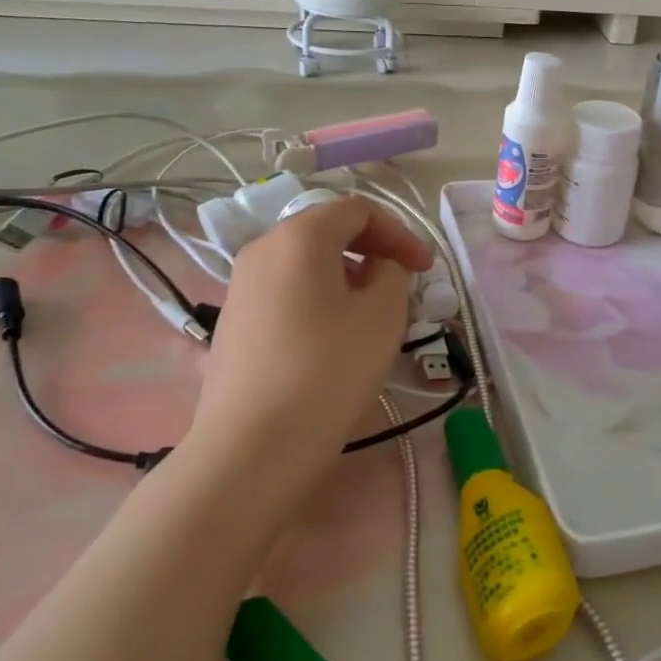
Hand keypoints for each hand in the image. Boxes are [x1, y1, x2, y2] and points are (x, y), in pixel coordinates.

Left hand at [186, 196, 433, 483]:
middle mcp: (262, 249)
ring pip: (307, 262)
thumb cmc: (327, 371)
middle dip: (374, 250)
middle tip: (404, 286)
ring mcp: (241, 286)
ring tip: (374, 313)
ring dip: (349, 275)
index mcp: (299, 236)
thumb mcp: (383, 314)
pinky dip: (320, 297)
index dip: (400, 232)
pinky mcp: (234, 321)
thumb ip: (392, 272)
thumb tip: (379, 266)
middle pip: (329, 231)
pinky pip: (287, 290)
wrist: (251, 450)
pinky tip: (335, 337)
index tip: (425, 268)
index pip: (358, 209)